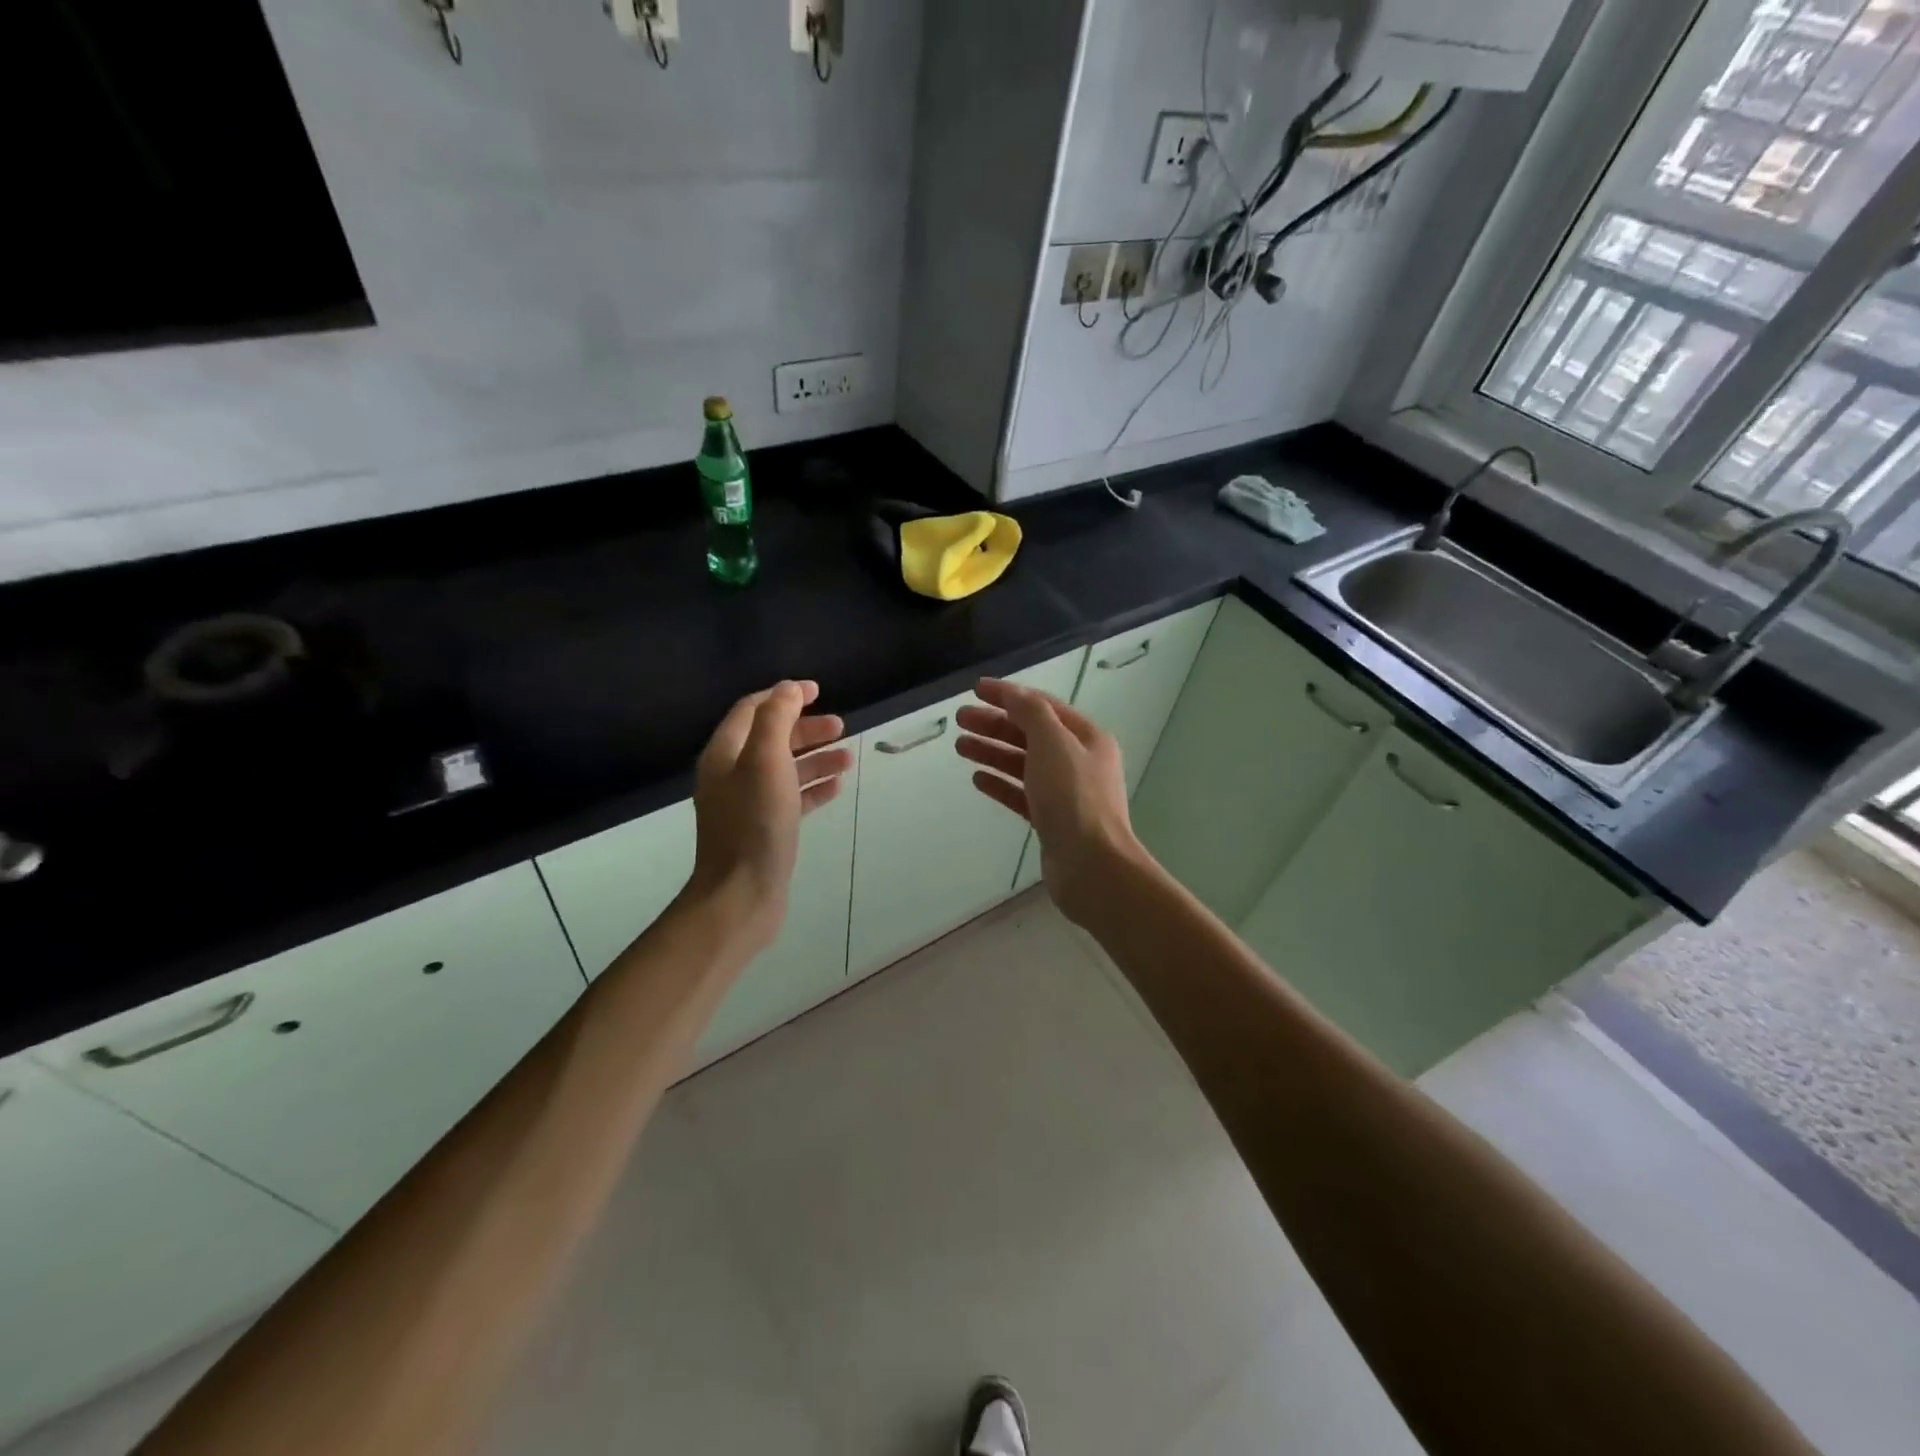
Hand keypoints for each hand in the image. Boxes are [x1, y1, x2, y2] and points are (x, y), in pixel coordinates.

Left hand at [685, 680, 852, 952]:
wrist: (742, 894)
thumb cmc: (755, 823)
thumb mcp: (766, 761)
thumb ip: (776, 719)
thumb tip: (788, 689)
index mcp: (725, 753)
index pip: (752, 709)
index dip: (784, 696)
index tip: (818, 691)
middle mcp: (732, 775)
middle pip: (771, 738)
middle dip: (806, 728)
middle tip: (841, 726)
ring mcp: (748, 804)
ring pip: (785, 769)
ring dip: (816, 757)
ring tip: (848, 757)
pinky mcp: (764, 829)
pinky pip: (792, 798)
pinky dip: (813, 787)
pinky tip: (837, 787)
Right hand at [955, 679, 1144, 926]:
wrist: (1091, 865)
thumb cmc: (1074, 798)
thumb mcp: (1053, 743)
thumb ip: (1031, 712)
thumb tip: (1012, 694)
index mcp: (1087, 738)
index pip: (1043, 706)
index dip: (1009, 695)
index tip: (975, 689)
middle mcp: (1079, 762)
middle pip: (1030, 734)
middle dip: (995, 724)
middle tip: (960, 719)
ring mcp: (1065, 793)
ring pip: (1023, 764)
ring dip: (992, 752)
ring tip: (960, 746)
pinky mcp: (1051, 821)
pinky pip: (1021, 794)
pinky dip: (1000, 783)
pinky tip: (978, 779)